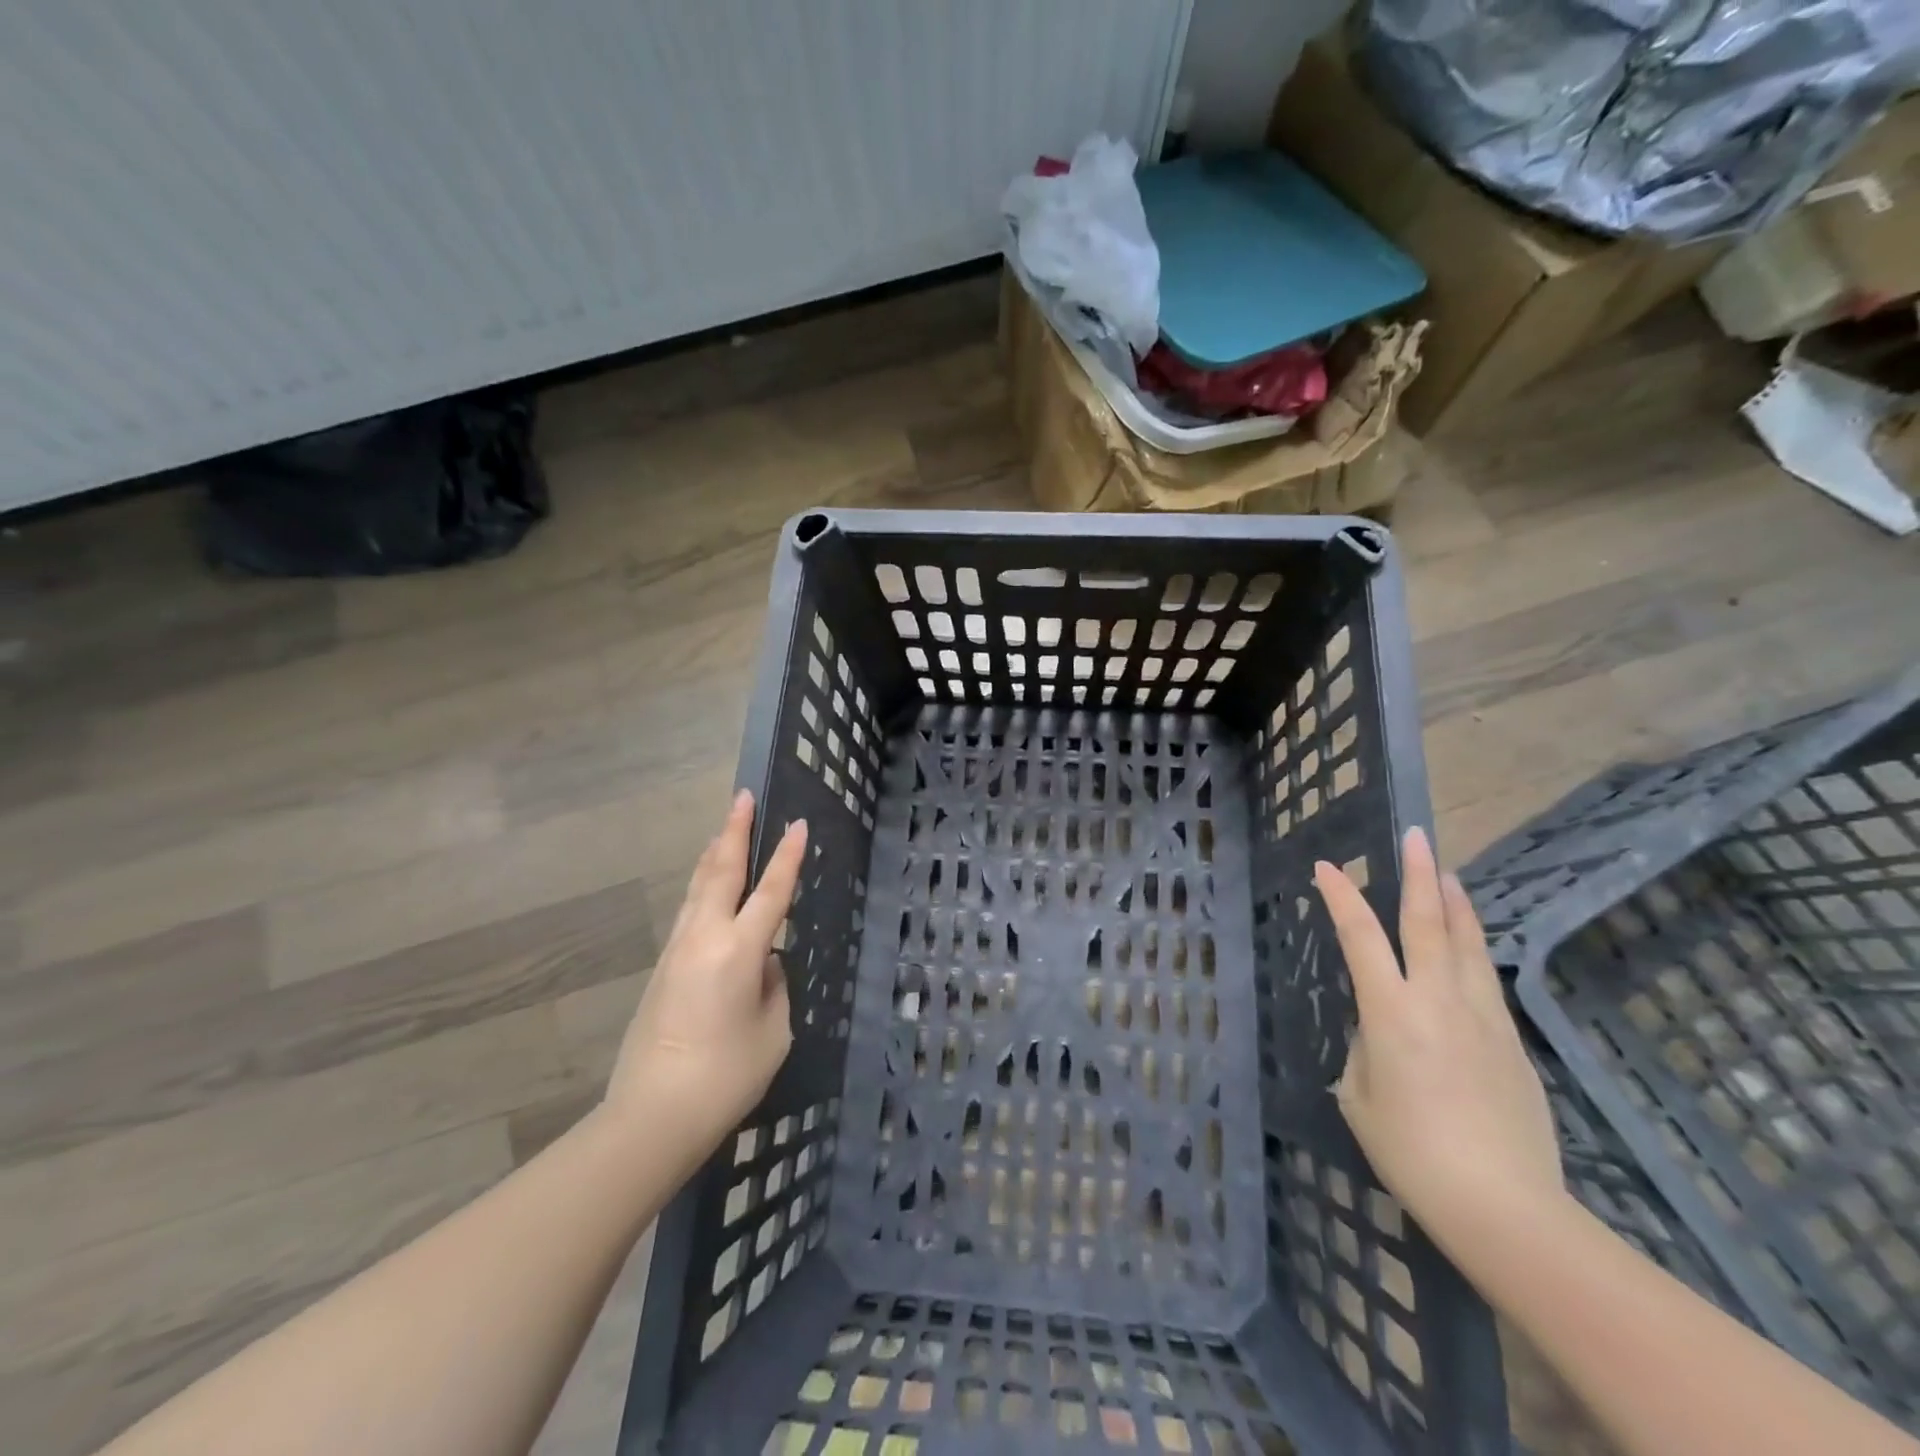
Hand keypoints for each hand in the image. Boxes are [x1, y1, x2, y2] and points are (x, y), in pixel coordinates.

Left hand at [604, 790, 806, 1161]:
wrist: (652, 1115)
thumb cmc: (725, 1076)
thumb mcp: (772, 1030)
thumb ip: (773, 988)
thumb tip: (762, 967)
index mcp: (739, 950)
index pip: (770, 891)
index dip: (786, 856)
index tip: (796, 824)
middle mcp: (704, 937)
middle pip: (720, 871)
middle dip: (734, 831)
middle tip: (742, 797)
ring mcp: (677, 950)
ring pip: (697, 887)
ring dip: (713, 853)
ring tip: (724, 829)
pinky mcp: (662, 968)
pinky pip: (688, 910)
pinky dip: (702, 885)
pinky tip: (707, 885)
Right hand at [1314, 827, 1563, 1256]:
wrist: (1505, 1206)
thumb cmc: (1412, 1152)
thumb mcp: (1360, 1097)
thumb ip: (1367, 1050)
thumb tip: (1381, 1032)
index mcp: (1391, 1011)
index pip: (1360, 936)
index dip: (1341, 897)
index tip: (1327, 867)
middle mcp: (1437, 1000)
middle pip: (1428, 922)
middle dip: (1418, 874)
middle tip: (1416, 836)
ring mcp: (1481, 1017)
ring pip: (1468, 943)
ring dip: (1455, 902)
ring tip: (1447, 873)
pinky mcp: (1510, 1041)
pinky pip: (1485, 977)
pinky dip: (1473, 946)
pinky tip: (1470, 942)